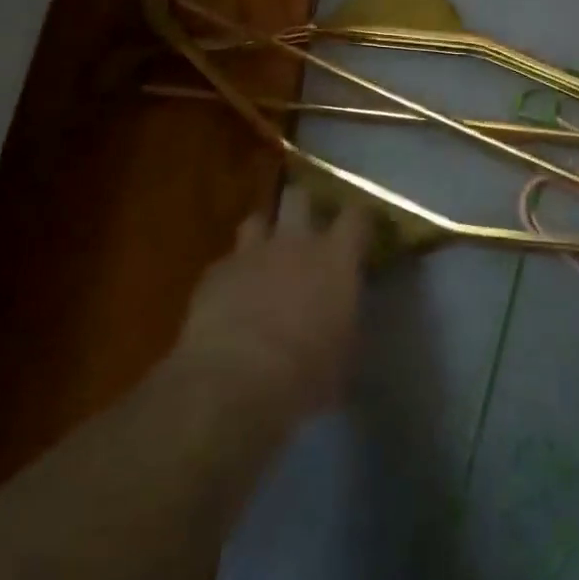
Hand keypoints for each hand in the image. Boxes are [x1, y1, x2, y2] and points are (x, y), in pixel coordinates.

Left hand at [174, 186, 372, 418]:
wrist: (234, 382)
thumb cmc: (307, 372)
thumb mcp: (346, 351)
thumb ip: (346, 318)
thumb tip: (343, 315)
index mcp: (335, 258)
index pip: (357, 216)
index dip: (361, 218)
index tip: (365, 227)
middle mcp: (294, 243)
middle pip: (299, 198)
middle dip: (305, 207)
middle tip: (309, 229)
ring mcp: (250, 254)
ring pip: (257, 220)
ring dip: (265, 233)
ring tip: (267, 255)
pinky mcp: (214, 274)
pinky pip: (228, 262)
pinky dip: (235, 274)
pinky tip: (234, 298)